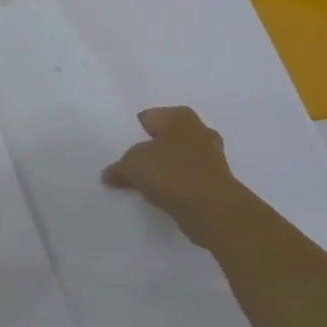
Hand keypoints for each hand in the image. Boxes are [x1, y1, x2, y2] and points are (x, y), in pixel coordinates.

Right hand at [102, 106, 247, 249]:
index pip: (148, 117)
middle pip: (166, 137)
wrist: (213, 210)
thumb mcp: (133, 166)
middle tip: (132, 164)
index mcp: (179, 117)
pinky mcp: (217, 182)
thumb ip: (119, 168)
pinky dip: (177, 186)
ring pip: (179, 158)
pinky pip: (189, 179)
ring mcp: (211, 157)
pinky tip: (162, 197)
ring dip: (166, 169)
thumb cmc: (172, 174)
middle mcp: (198, 130)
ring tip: (145, 183)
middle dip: (152, 149)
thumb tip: (108, 174)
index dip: (132, 131)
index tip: (119, 147)